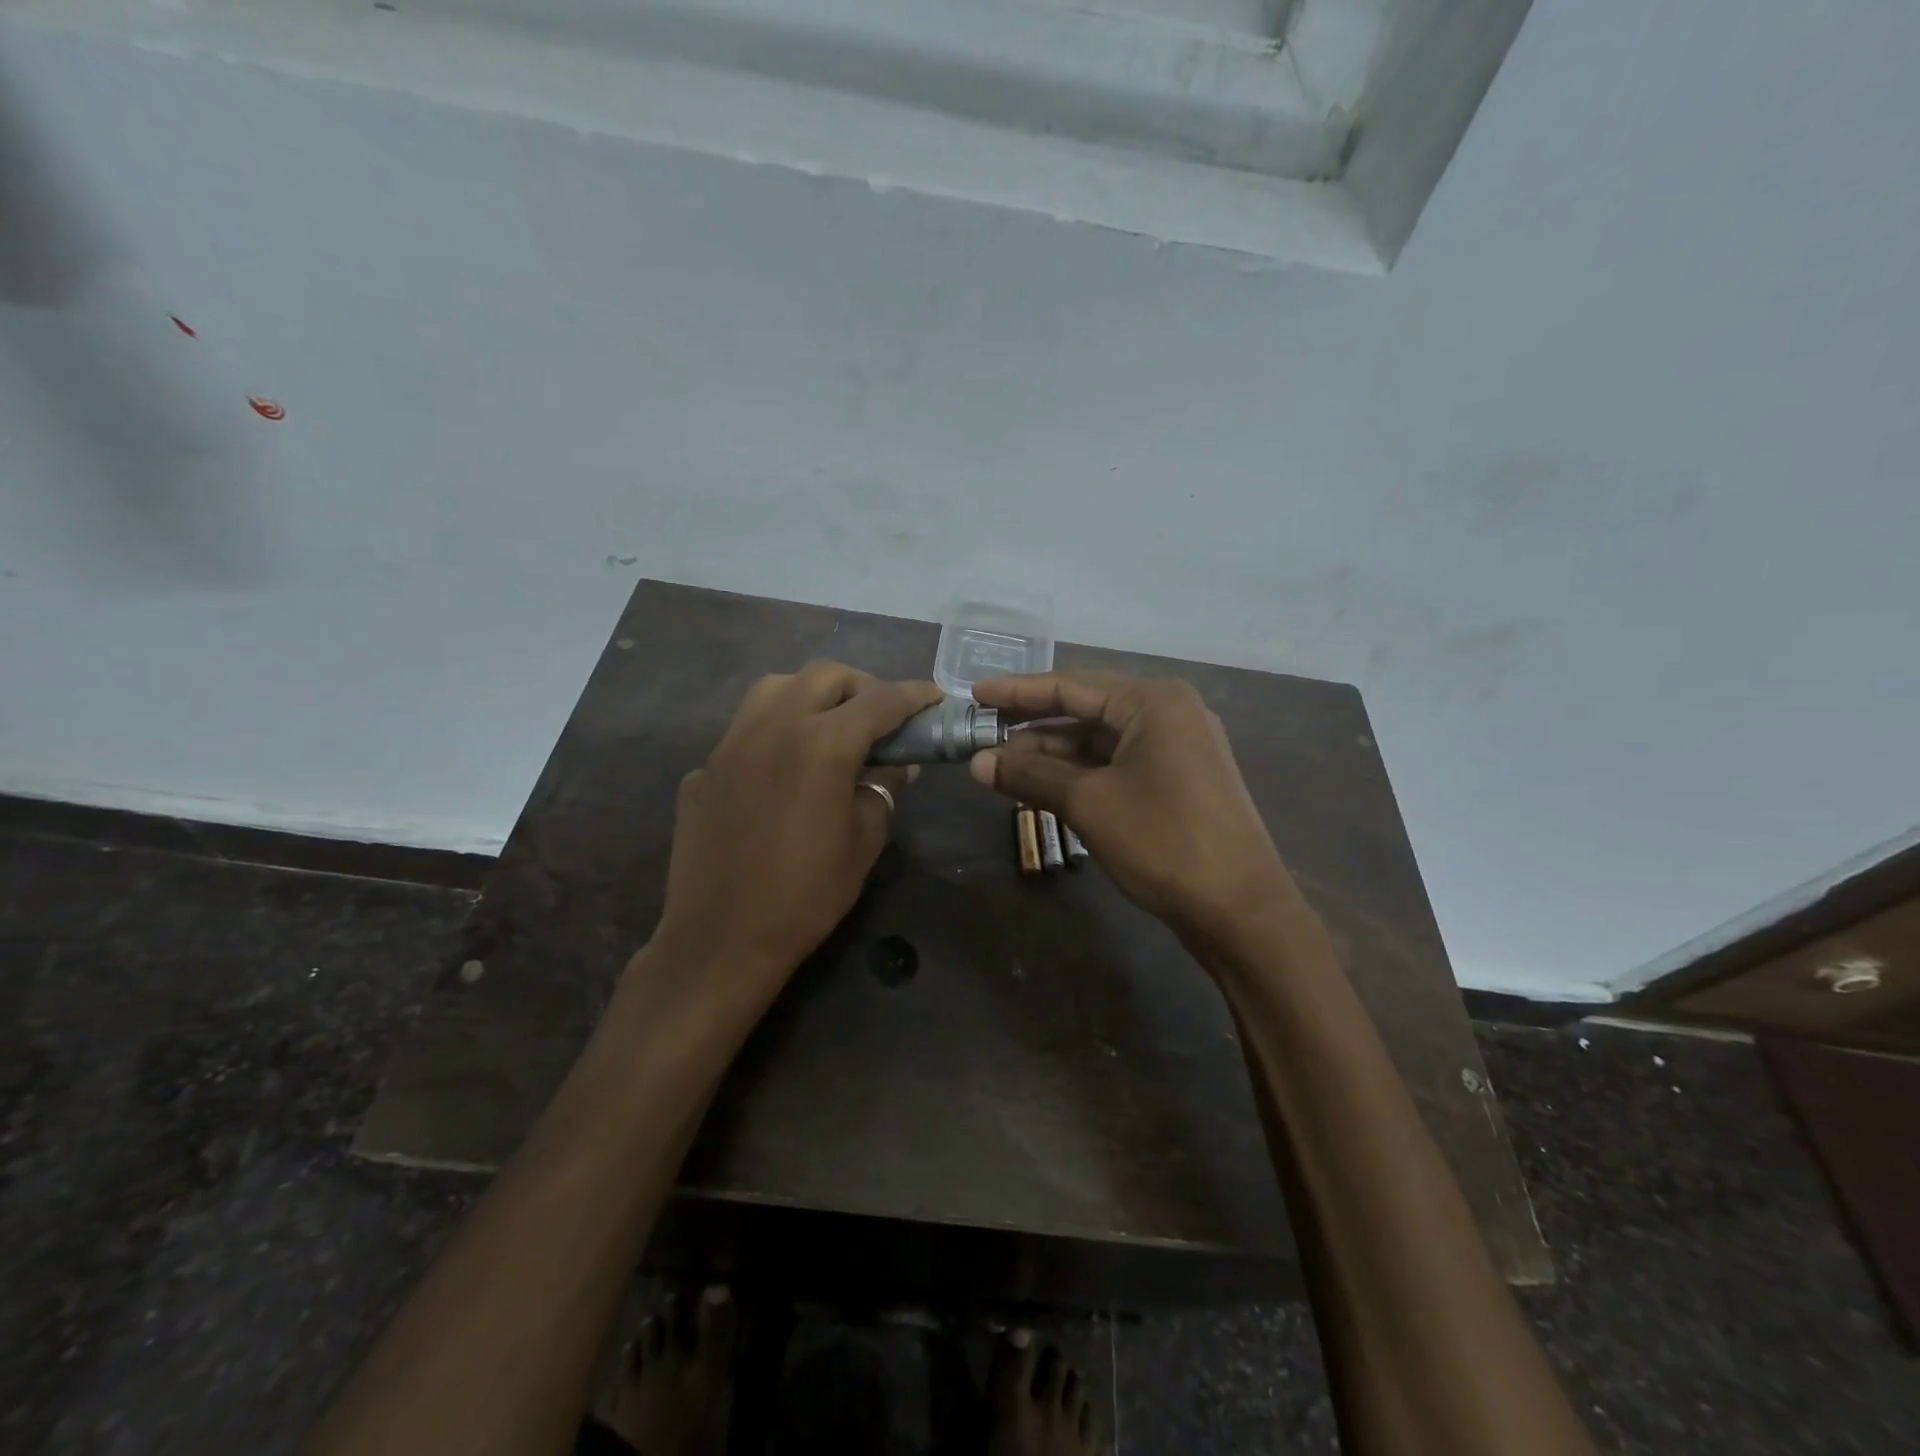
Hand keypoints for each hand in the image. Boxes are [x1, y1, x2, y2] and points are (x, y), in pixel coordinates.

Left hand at [650, 661, 942, 1002]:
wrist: (722, 939)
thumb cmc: (806, 895)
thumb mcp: (864, 840)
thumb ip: (882, 787)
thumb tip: (895, 762)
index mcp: (821, 744)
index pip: (879, 701)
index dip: (913, 695)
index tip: (932, 696)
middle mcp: (773, 727)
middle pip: (824, 676)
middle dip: (861, 686)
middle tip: (879, 717)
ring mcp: (730, 743)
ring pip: (775, 687)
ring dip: (811, 694)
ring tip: (828, 726)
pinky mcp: (704, 768)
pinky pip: (745, 730)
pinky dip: (774, 733)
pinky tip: (781, 772)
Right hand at [968, 671, 1294, 936]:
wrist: (1240, 910)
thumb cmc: (1163, 842)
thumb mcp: (1088, 803)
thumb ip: (1030, 775)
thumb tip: (976, 763)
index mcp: (1152, 702)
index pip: (1070, 686)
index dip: (1017, 692)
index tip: (974, 694)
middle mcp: (1167, 713)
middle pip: (1084, 711)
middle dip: (1031, 727)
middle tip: (982, 734)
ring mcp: (1176, 748)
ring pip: (1099, 742)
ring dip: (1051, 755)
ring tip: (999, 766)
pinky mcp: (1176, 781)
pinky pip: (1116, 765)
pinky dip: (1078, 774)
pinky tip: (1041, 785)